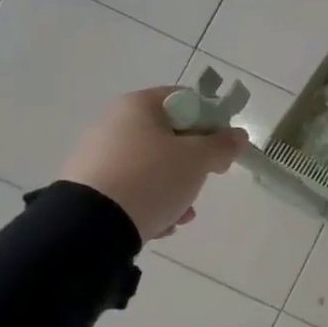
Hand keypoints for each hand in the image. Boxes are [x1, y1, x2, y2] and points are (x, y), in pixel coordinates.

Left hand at [59, 88, 247, 240]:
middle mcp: (113, 123)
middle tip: (207, 178)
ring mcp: (98, 155)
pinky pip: (132, 188)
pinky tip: (161, 223)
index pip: (186, 100)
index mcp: (138, 106)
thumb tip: (238, 136)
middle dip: (194, 162)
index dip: (212, 121)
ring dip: (176, 187)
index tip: (223, 147)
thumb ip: (223, 145)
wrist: (90, 225)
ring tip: (183, 213)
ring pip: (153, 166)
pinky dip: (151, 202)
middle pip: (170, 136)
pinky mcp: (89, 186)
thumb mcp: (198, 159)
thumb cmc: (152, 178)